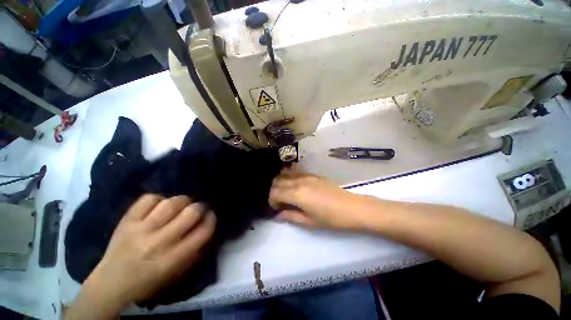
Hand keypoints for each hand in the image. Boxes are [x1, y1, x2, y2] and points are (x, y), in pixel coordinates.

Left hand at [87, 195, 215, 304]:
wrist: (111, 283)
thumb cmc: (149, 282)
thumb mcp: (178, 273)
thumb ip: (196, 250)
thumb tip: (206, 226)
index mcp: (173, 259)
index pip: (203, 231)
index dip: (211, 219)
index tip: (211, 215)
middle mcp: (158, 242)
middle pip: (191, 212)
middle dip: (200, 206)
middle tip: (199, 207)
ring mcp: (140, 229)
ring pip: (172, 202)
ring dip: (183, 200)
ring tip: (182, 204)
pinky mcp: (126, 221)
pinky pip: (148, 199)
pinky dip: (159, 198)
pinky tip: (160, 205)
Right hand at [269, 168, 367, 230]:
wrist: (352, 207)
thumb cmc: (331, 218)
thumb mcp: (309, 222)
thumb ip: (290, 217)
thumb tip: (277, 215)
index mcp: (297, 194)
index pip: (275, 193)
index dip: (272, 201)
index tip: (276, 209)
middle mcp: (299, 181)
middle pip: (277, 181)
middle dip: (274, 191)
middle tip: (279, 202)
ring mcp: (306, 175)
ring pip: (284, 174)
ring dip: (280, 183)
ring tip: (285, 194)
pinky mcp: (312, 174)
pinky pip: (295, 173)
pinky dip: (289, 178)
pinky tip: (293, 186)